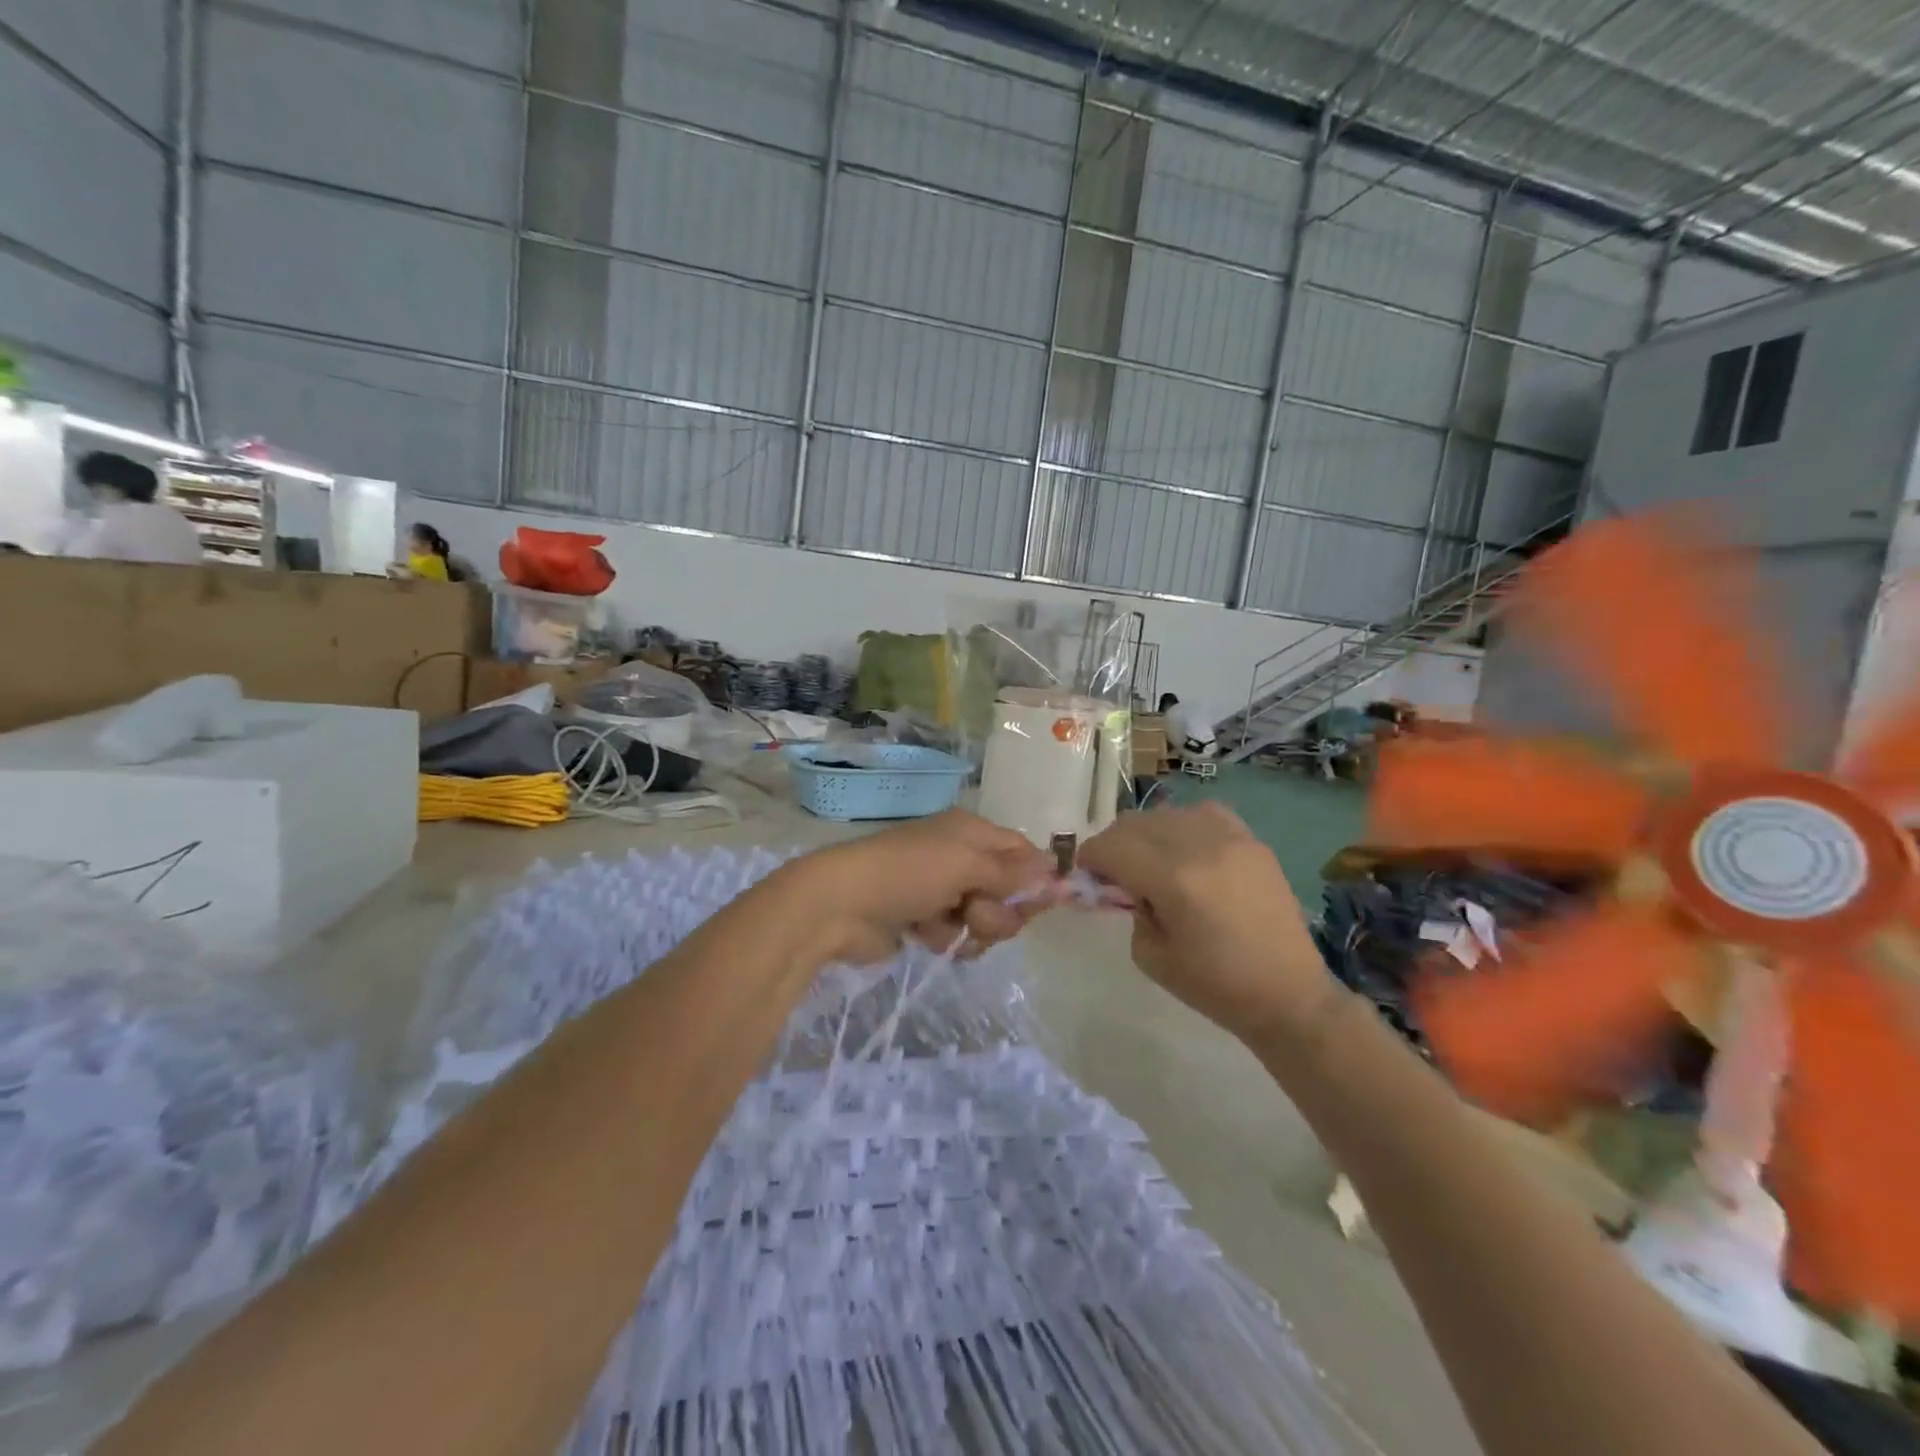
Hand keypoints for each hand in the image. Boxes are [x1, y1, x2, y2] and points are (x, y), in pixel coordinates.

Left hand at [778, 811, 1054, 964]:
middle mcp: (960, 857)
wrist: (840, 905)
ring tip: (946, 925)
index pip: (1021, 851)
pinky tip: (924, 936)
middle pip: (1007, 890)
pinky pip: (957, 935)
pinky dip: (946, 938)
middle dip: (998, 909)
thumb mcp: (965, 865)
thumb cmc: (908, 873)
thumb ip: (1011, 873)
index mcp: (971, 832)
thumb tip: (1055, 870)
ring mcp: (942, 890)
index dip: (1035, 877)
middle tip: (977, 913)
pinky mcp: (924, 921)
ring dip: (972, 927)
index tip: (1046, 903)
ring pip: (984, 917)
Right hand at [1077, 803, 1334, 1041]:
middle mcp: (1200, 846)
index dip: (1090, 858)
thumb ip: (1130, 909)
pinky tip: (1187, 853)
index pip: (1112, 847)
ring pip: (1167, 813)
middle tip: (1114, 873)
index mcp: (1173, 879)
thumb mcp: (1151, 956)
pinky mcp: (1252, 840)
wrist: (1289, 995)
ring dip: (1147, 835)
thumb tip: (1123, 883)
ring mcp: (1231, 838)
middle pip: (1135, 823)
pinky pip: (1203, 814)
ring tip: (1151, 863)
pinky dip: (1184, 827)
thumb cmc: (1216, 986)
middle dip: (1114, 845)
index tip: (1086, 875)